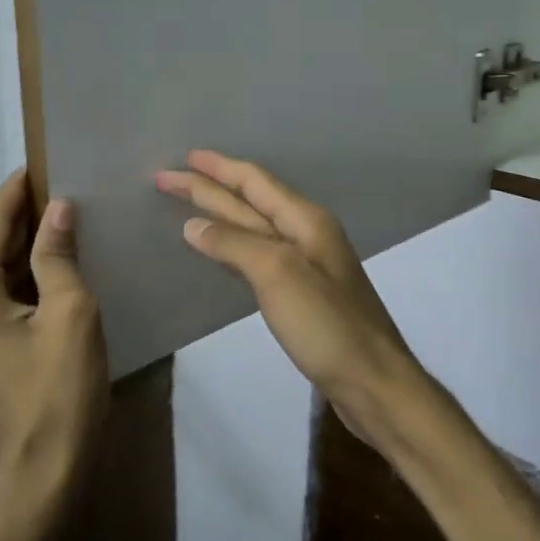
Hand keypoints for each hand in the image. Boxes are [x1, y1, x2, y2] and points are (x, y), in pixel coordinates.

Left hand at [0, 170, 107, 494]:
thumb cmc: (59, 389)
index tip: (48, 158)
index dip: (17, 188)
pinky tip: (63, 255)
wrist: (46, 465)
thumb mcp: (70, 314)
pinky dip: (30, 266)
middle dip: (25, 209)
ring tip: (72, 210)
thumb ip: (58, 256)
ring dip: (29, 237)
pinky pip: (6, 286)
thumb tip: (59, 207)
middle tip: (69, 181)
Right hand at [157, 151, 428, 439]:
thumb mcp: (278, 275)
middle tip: (167, 179)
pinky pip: (259, 255)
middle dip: (209, 188)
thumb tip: (193, 225)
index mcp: (305, 221)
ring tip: (188, 205)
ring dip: (221, 213)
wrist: (372, 381)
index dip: (217, 169)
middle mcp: (307, 234)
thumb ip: (235, 244)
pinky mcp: (302, 293)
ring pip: (254, 227)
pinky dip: (233, 245)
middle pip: (250, 201)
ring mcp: (307, 264)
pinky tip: (219, 249)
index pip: (254, 182)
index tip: (182, 159)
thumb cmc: (326, 325)